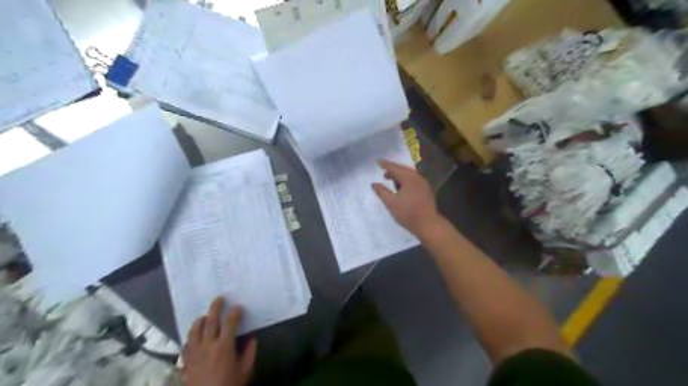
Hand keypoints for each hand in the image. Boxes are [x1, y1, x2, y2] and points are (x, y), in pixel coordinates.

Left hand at [183, 301, 257, 384]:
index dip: (235, 312)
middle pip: (210, 320)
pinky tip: (195, 337)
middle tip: (220, 298)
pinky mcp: (186, 362)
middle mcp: (207, 345)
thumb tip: (251, 338)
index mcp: (224, 346)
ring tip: (206, 316)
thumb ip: (250, 352)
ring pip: (194, 330)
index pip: (230, 322)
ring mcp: (194, 353)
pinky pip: (186, 344)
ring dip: (201, 320)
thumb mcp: (245, 371)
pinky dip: (191, 336)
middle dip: (216, 307)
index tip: (239, 307)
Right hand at [374, 159, 442, 236]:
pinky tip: (401, 187)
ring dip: (399, 175)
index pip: (394, 168)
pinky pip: (413, 180)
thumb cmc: (408, 213)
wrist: (428, 224)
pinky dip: (405, 180)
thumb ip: (382, 192)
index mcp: (409, 178)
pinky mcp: (426, 190)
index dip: (385, 164)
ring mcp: (423, 184)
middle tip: (383, 170)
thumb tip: (374, 184)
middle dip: (392, 169)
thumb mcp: (391, 203)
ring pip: (409, 175)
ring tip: (390, 178)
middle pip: (403, 169)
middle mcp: (417, 177)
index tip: (377, 161)